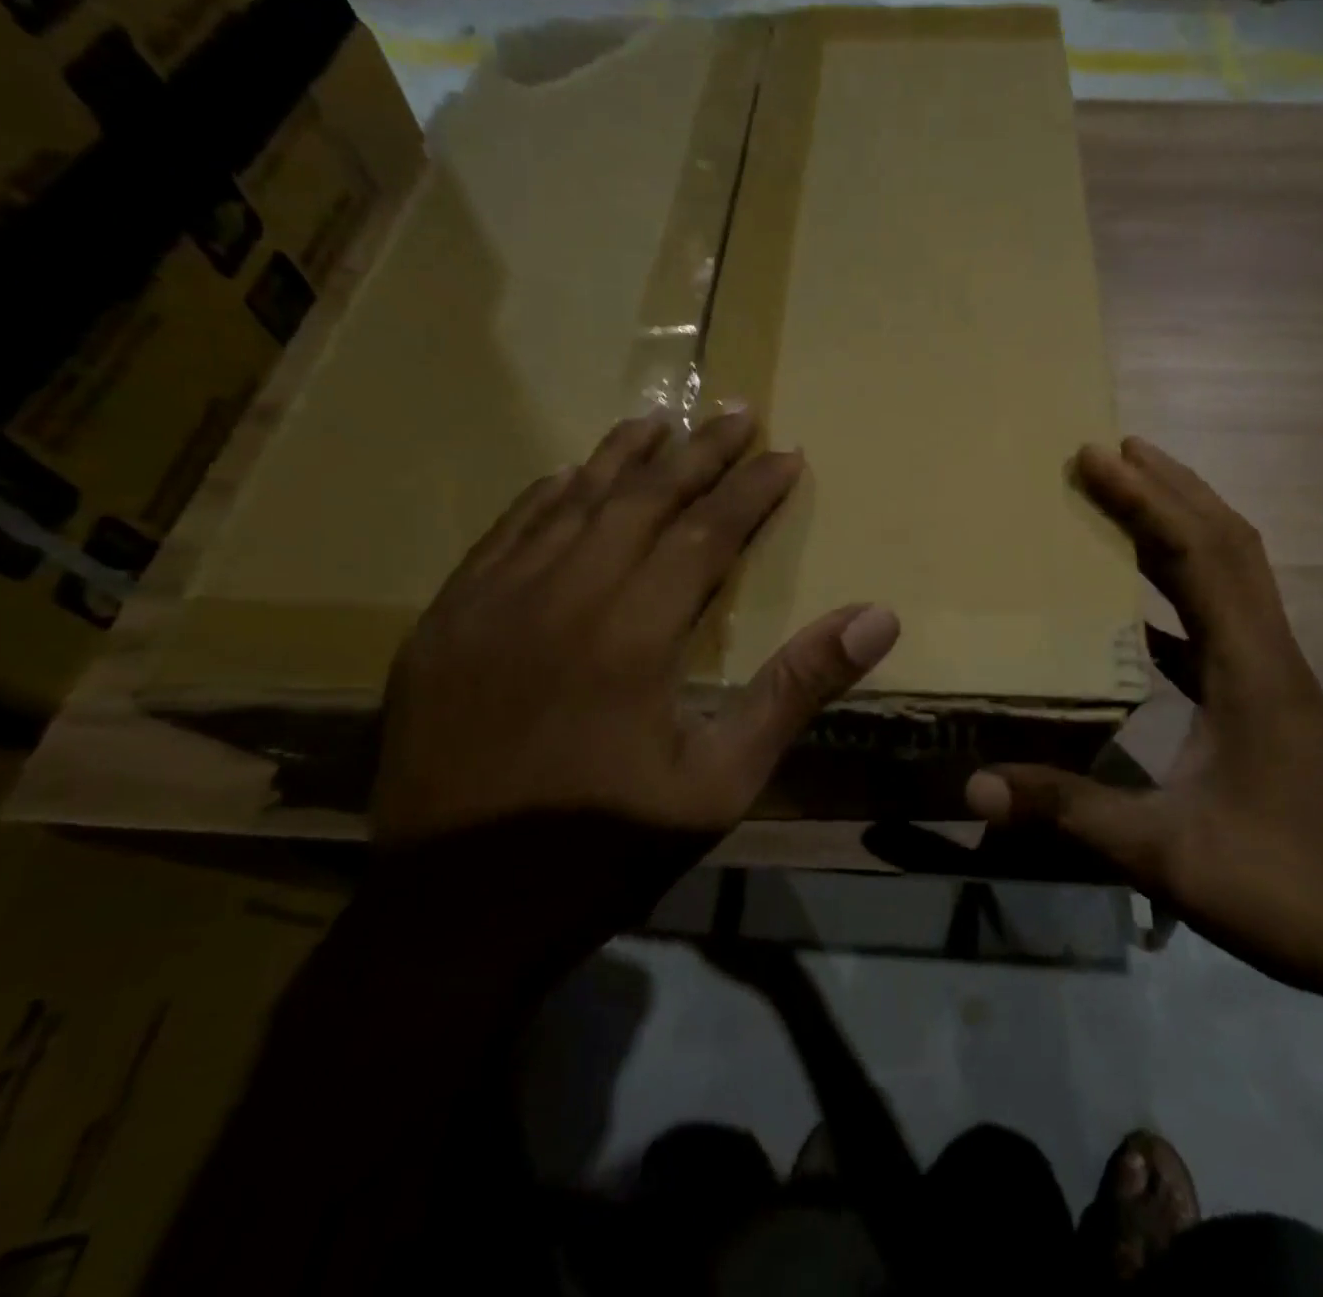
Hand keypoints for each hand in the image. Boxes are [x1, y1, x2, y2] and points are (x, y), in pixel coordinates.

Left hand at [370, 410, 900, 842]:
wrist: (458, 911)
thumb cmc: (607, 846)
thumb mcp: (722, 781)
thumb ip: (796, 688)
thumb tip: (877, 618)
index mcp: (633, 634)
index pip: (706, 533)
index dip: (750, 489)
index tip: (785, 453)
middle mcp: (562, 597)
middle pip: (641, 500)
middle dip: (697, 452)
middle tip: (736, 410)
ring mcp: (492, 604)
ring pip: (569, 505)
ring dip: (621, 458)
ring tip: (660, 418)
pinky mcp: (445, 624)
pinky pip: (504, 536)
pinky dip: (545, 498)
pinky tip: (566, 477)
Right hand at [965, 437, 1322, 1020]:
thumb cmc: (1293, 891)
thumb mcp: (1169, 854)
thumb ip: (1070, 813)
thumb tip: (975, 786)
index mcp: (1251, 670)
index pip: (1199, 556)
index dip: (1147, 500)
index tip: (1097, 456)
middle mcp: (1270, 657)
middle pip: (1227, 545)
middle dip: (1171, 489)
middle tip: (1113, 451)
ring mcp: (1274, 682)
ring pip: (1232, 580)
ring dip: (1182, 531)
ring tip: (1127, 502)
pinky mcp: (1270, 709)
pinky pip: (1221, 627)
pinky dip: (1182, 597)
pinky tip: (1142, 614)